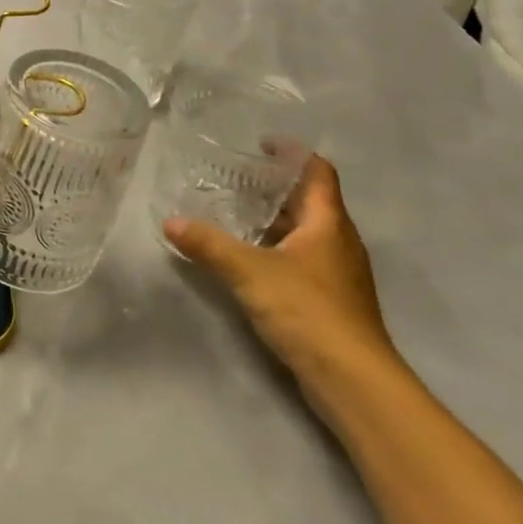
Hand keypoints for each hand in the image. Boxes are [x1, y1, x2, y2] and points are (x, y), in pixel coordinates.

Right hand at [163, 155, 395, 391]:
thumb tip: (170, 222)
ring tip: (231, 212)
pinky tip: (245, 257)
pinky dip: (273, 248)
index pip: (318, 172)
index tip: (260, 143)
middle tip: (232, 176)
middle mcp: (338, 242)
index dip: (292, 153)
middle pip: (308, 201)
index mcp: (328, 223)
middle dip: (273, 187)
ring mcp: (336, 273)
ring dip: (272, 219)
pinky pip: (300, 259)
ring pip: (303, 232)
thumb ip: (209, 244)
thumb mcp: (249, 272)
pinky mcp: (328, 299)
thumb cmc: (308, 311)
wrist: (352, 380)